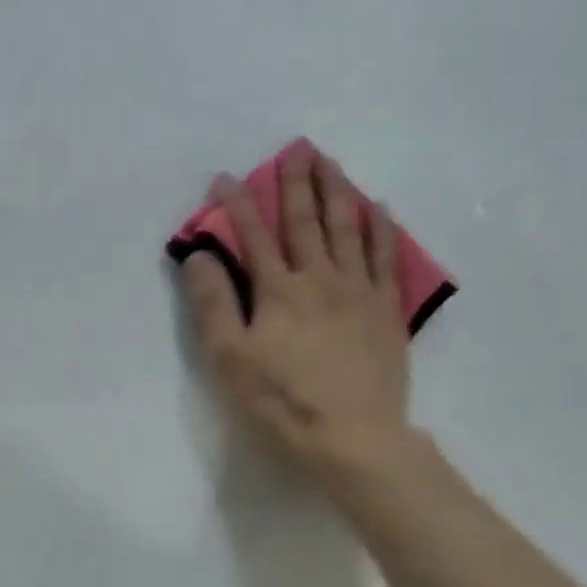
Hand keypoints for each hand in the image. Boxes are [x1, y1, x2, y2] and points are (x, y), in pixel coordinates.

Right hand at [182, 147, 411, 482]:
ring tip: (331, 162)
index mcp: (278, 291)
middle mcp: (321, 279)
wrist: (352, 438)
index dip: (237, 204)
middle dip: (297, 183)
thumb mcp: (229, 358)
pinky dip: (381, 228)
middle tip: (296, 149)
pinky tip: (378, 207)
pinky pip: (386, 257)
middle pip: (306, 221)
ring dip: (338, 191)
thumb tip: (199, 255)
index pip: (253, 236)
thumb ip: (213, 303)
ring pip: (348, 229)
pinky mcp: (387, 310)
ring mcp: (359, 292)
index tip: (225, 177)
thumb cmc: (281, 401)